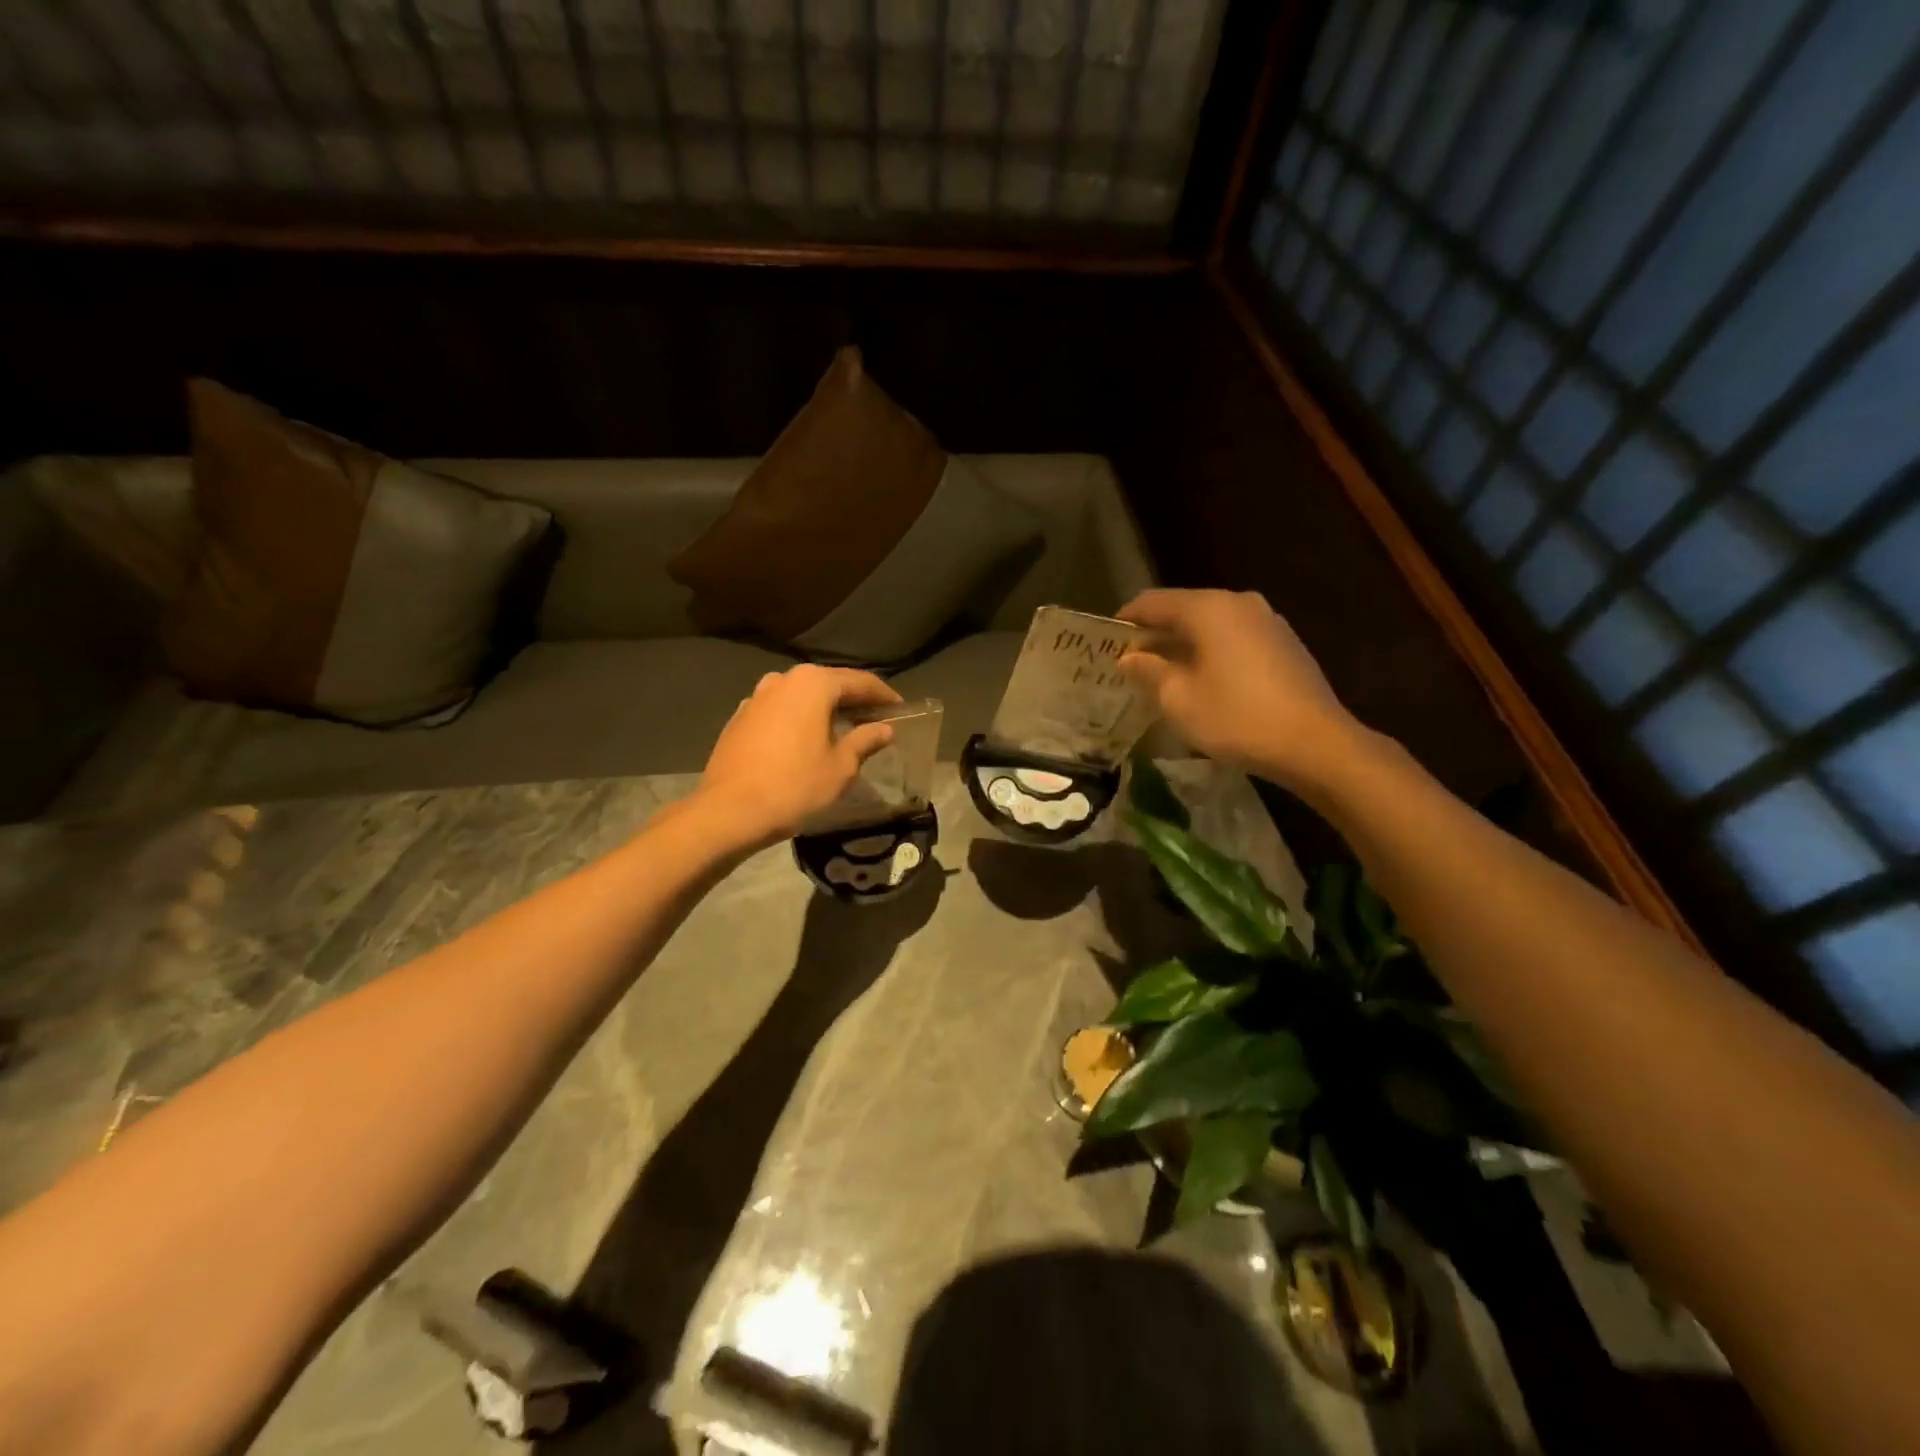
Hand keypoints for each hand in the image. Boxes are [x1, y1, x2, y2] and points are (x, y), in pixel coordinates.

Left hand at [696, 665, 902, 847]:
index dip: (883, 695)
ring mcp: (756, 697)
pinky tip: (807, 740)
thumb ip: (865, 740)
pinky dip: (799, 719)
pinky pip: (780, 711)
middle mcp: (783, 680)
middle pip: (828, 684)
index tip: (900, 708)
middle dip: (853, 700)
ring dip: (824, 708)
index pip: (859, 681)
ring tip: (843, 728)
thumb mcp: (841, 766)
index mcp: (813, 684)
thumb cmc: (795, 785)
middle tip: (876, 718)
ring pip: (801, 696)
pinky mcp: (740, 718)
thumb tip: (884, 729)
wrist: (729, 811)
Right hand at [1118, 589, 1362, 792]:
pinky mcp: (1284, 643)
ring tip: (1162, 675)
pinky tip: (1202, 681)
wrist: (1314, 744)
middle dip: (1154, 634)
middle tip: (1130, 663)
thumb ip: (1149, 670)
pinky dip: (1211, 652)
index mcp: (1208, 609)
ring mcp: (1266, 621)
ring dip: (1183, 645)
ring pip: (1210, 624)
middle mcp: (1238, 602)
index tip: (1105, 643)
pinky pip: (1233, 638)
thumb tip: (1129, 656)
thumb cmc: (1236, 718)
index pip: (1152, 602)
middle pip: (1183, 609)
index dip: (1125, 620)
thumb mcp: (1178, 699)